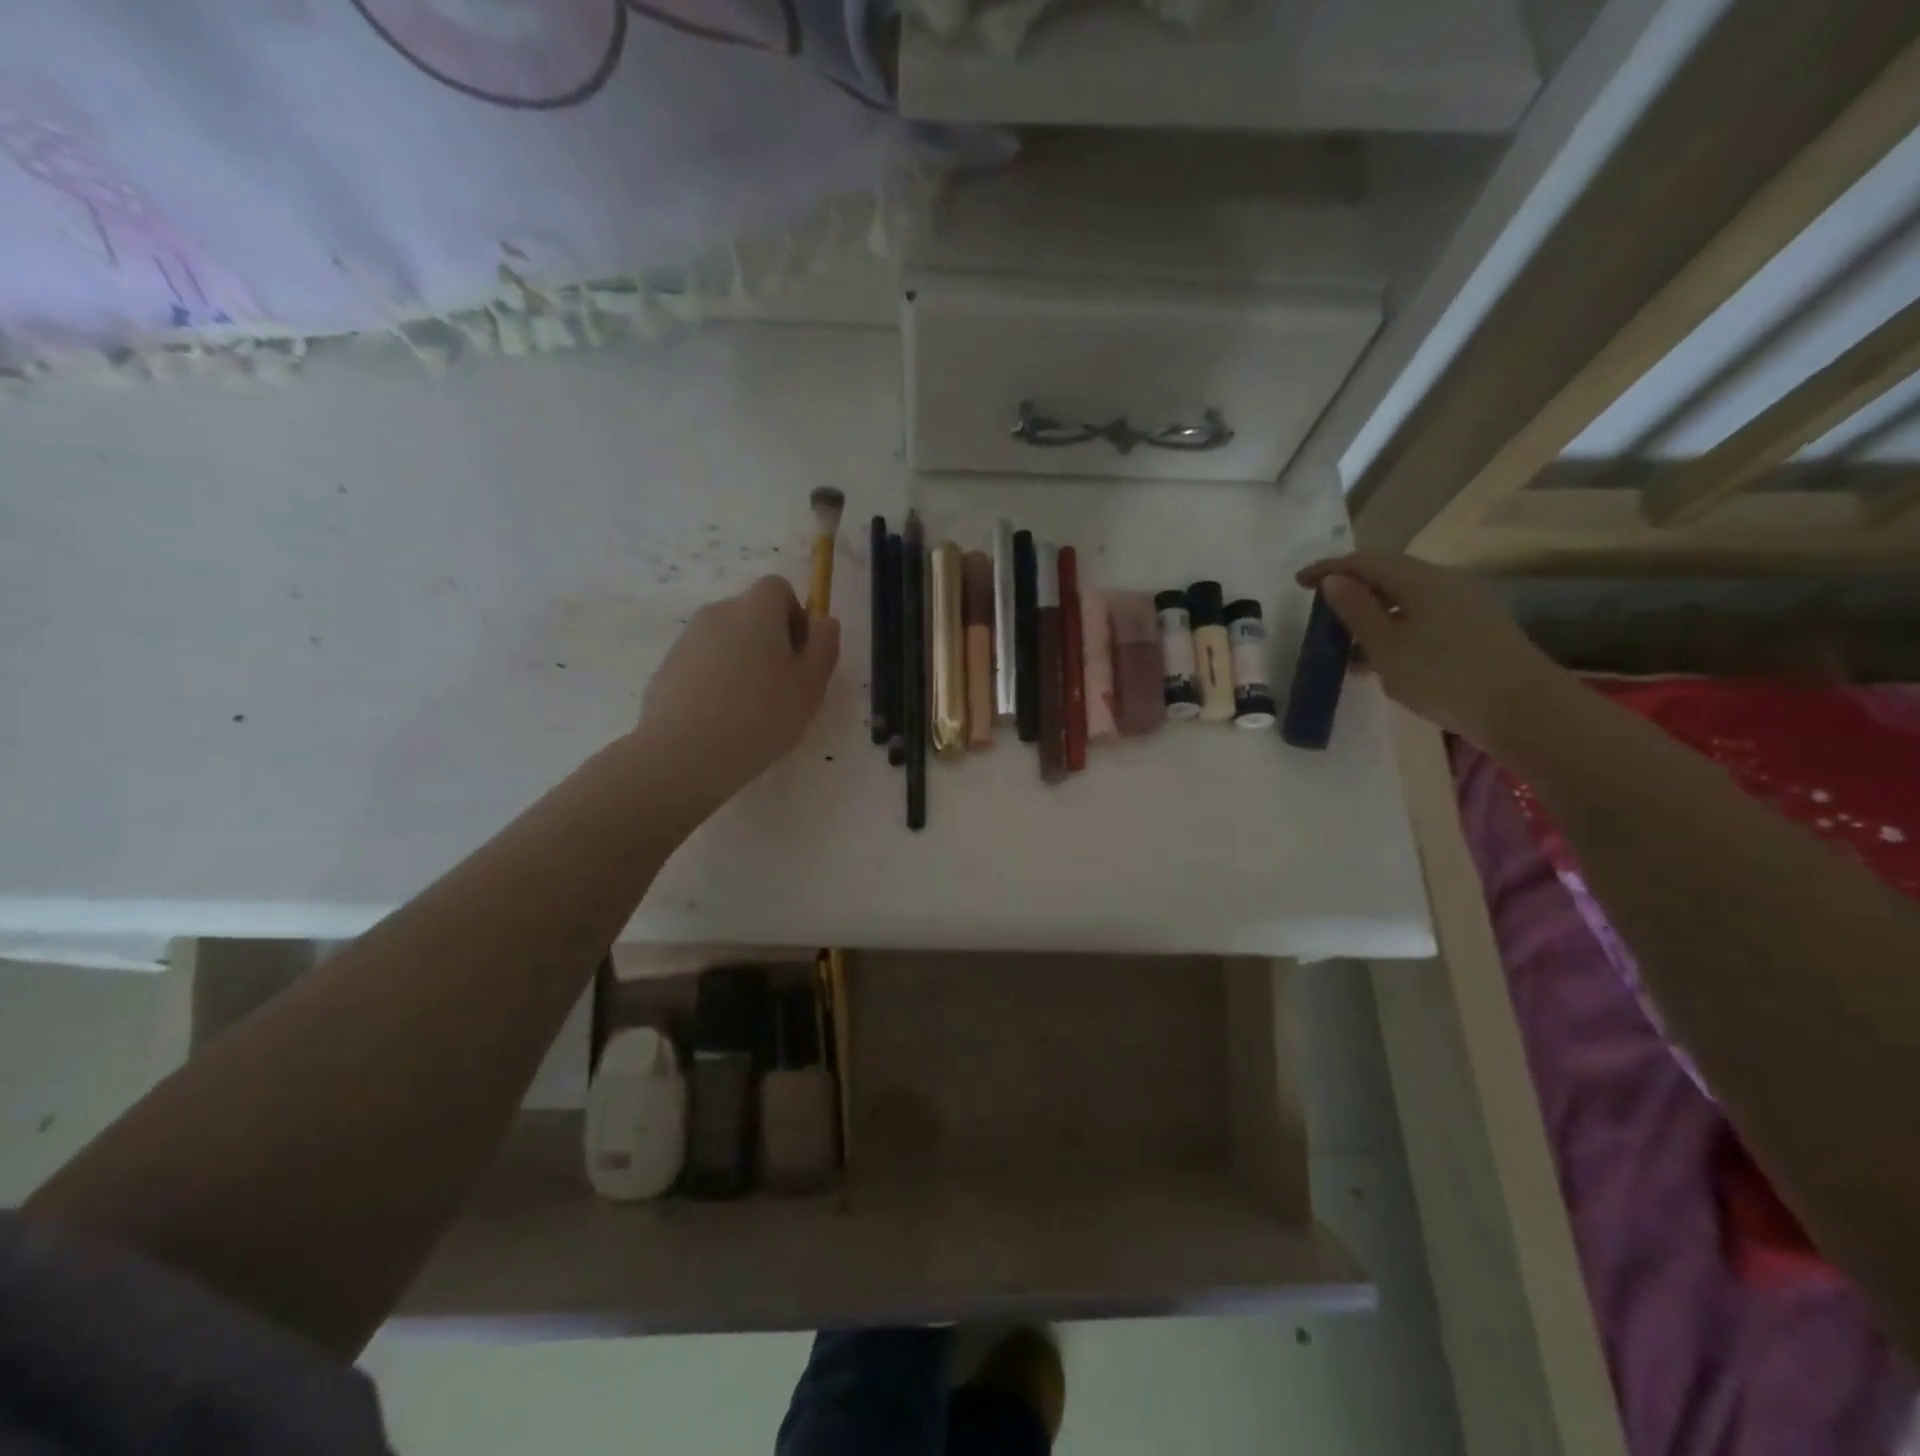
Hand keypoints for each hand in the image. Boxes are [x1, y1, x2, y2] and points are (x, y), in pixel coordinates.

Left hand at [636, 575, 840, 804]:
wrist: (683, 754)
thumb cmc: (761, 716)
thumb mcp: (810, 685)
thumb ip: (824, 646)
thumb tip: (825, 621)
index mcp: (756, 610)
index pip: (779, 588)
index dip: (796, 616)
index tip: (801, 656)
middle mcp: (718, 613)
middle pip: (752, 615)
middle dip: (771, 642)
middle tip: (783, 689)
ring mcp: (688, 639)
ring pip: (728, 641)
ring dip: (744, 663)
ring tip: (751, 711)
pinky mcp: (667, 668)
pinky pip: (704, 664)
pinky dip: (718, 681)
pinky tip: (722, 720)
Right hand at [1296, 552, 1566, 747]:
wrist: (1523, 710)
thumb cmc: (1444, 676)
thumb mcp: (1386, 646)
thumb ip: (1356, 610)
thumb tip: (1333, 580)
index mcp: (1422, 580)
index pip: (1366, 562)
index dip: (1329, 568)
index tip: (1299, 582)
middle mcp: (1446, 583)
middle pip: (1390, 576)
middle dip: (1352, 590)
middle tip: (1321, 612)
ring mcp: (1467, 605)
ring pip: (1407, 599)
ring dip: (1373, 613)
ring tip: (1346, 642)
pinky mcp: (1477, 629)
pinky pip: (1424, 618)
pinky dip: (1396, 628)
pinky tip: (1383, 657)